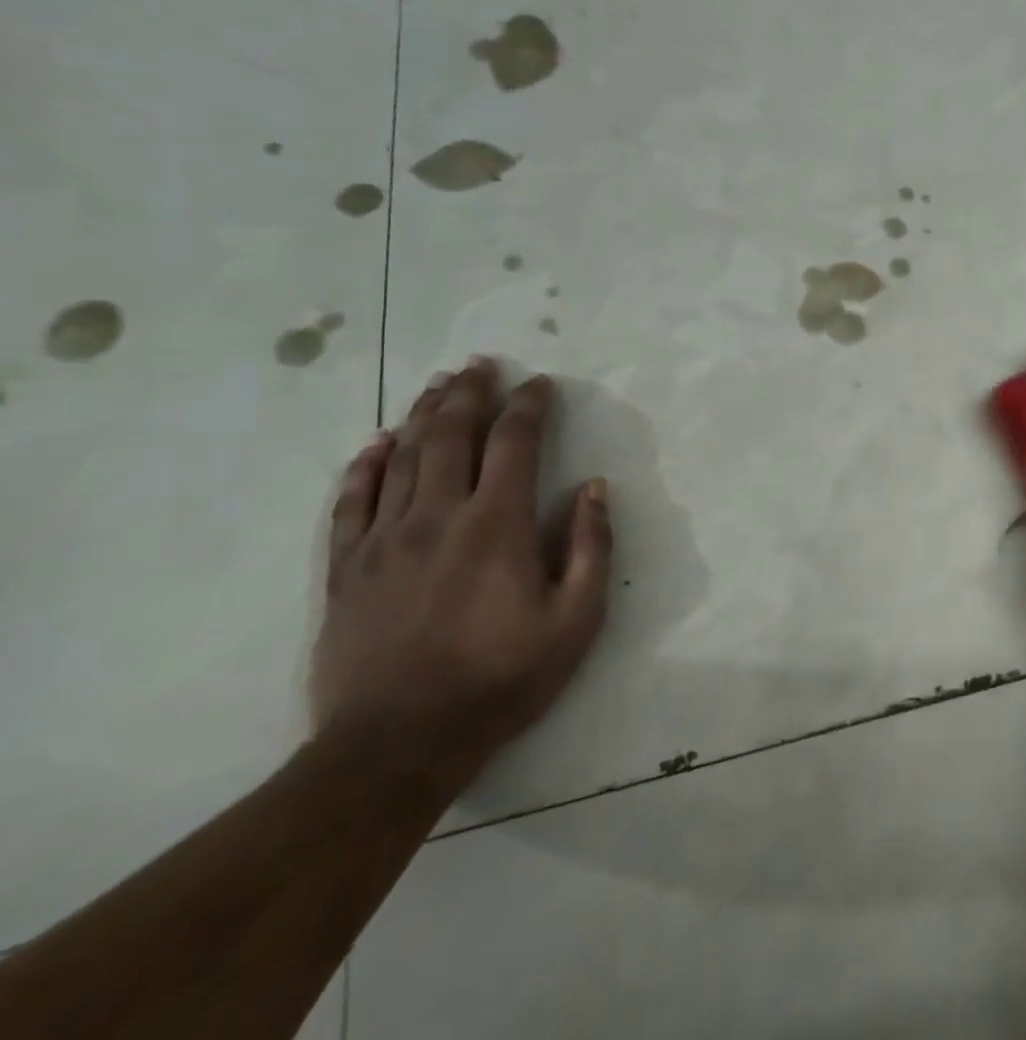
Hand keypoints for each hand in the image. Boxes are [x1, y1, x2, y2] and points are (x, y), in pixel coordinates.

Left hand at [311, 359, 610, 793]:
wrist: (397, 746)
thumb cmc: (501, 678)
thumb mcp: (577, 619)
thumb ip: (591, 546)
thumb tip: (594, 488)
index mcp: (496, 524)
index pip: (514, 442)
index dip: (529, 405)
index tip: (540, 384)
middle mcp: (437, 516)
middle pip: (451, 434)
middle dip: (470, 392)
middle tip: (482, 364)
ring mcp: (384, 539)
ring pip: (402, 457)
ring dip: (423, 414)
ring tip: (439, 384)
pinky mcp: (346, 569)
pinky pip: (351, 502)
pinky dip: (365, 465)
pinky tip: (378, 443)